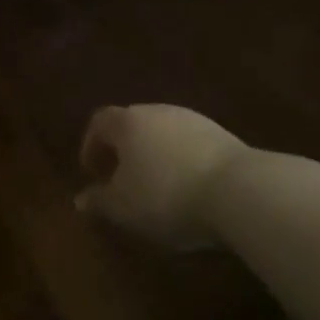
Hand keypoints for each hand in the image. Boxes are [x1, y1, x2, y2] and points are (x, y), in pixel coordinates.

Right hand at [75, 104, 249, 249]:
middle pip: (133, 123)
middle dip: (124, 148)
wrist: (239, 190)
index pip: (99, 122)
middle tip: (122, 177)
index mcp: (127, 122)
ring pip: (164, 133)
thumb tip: (80, 200)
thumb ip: (99, 201)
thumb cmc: (167, 196)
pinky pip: (191, 144)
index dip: (91, 144)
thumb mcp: (124, 208)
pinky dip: (182, 160)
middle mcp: (158, 111)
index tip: (91, 170)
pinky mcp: (223, 135)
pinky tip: (189, 187)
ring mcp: (193, 120)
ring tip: (157, 185)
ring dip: (155, 154)